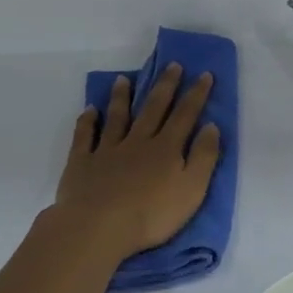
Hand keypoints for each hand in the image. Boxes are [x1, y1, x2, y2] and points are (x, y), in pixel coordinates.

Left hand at [54, 65, 220, 259]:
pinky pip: (85, 137)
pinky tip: (89, 111)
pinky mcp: (82, 163)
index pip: (185, 115)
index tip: (204, 74)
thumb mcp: (192, 189)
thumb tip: (210, 126)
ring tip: (123, 79)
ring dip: (121, 97)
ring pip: (117, 117)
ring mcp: (107, 150)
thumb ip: (203, 157)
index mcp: (166, 149)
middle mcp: (138, 142)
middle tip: (171, 65)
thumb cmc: (152, 214)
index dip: (196, 94)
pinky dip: (87, 121)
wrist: (99, 226)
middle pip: (153, 109)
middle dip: (165, 86)